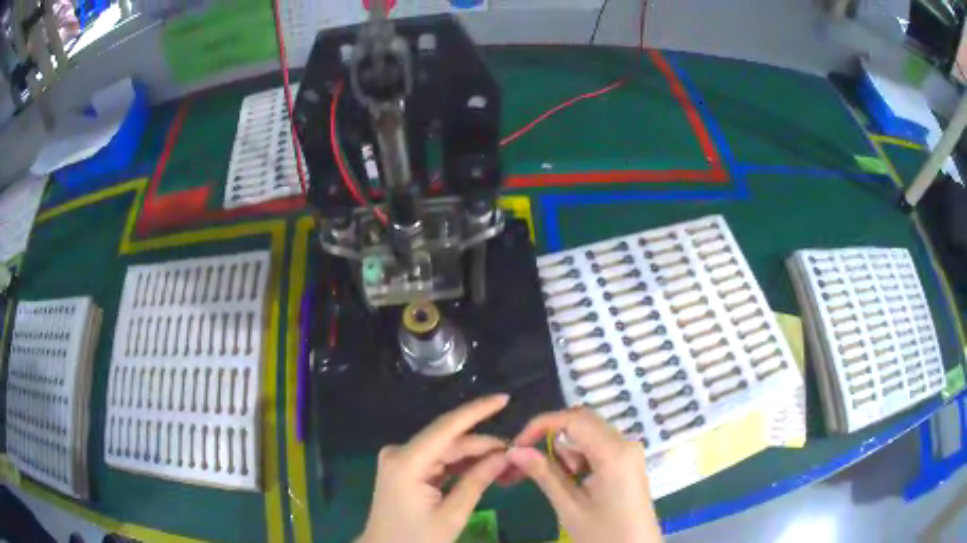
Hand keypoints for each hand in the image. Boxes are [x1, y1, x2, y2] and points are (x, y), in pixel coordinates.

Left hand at [358, 395, 511, 542]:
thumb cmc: (416, 539)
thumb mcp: (451, 515)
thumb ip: (477, 481)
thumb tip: (506, 456)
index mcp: (407, 462)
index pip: (447, 428)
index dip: (477, 411)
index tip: (505, 399)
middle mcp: (400, 453)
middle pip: (450, 441)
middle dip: (485, 445)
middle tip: (519, 453)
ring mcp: (401, 460)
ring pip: (447, 451)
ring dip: (476, 456)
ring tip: (508, 464)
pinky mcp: (405, 469)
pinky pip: (439, 461)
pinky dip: (462, 466)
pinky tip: (486, 469)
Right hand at [507, 407, 661, 542]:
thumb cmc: (603, 534)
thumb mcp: (569, 507)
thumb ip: (544, 474)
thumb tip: (513, 450)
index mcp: (614, 453)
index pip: (574, 419)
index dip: (542, 425)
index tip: (517, 445)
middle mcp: (626, 443)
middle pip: (583, 422)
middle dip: (553, 437)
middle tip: (531, 462)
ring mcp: (630, 451)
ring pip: (589, 433)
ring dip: (567, 451)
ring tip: (562, 483)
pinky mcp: (629, 461)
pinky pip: (599, 446)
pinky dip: (580, 457)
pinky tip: (577, 482)